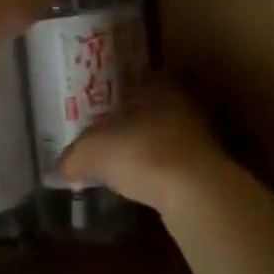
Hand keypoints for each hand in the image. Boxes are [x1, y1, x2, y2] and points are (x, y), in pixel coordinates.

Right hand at [59, 78, 229, 209]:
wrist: (194, 192)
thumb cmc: (139, 152)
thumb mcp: (91, 152)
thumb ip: (74, 155)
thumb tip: (63, 165)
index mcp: (158, 84)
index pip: (135, 80)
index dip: (114, 95)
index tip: (99, 111)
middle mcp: (183, 103)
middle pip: (151, 109)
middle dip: (132, 123)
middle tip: (108, 139)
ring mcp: (202, 135)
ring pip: (167, 136)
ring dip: (149, 149)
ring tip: (125, 166)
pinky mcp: (210, 167)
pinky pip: (177, 165)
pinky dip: (162, 173)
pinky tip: (146, 186)